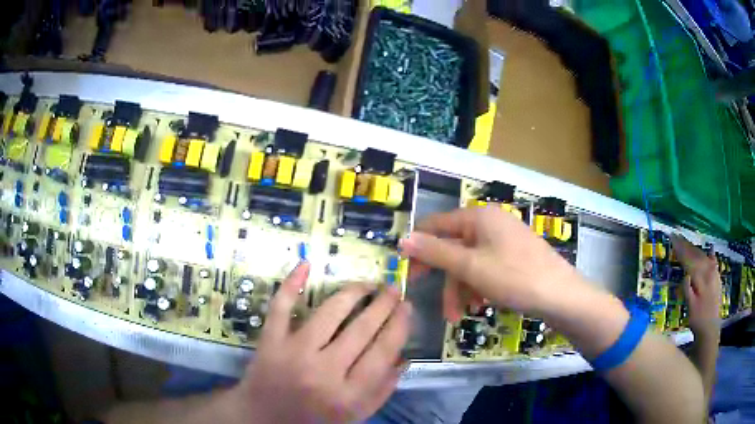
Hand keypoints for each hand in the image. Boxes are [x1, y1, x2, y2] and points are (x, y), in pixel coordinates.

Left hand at [234, 262, 411, 423]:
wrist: (263, 420)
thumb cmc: (314, 421)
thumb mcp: (355, 415)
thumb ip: (382, 390)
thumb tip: (404, 355)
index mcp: (348, 395)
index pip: (383, 351)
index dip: (399, 324)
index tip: (407, 306)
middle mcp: (322, 372)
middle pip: (361, 329)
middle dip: (383, 304)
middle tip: (392, 288)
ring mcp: (293, 353)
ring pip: (329, 312)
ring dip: (352, 292)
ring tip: (367, 284)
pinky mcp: (269, 342)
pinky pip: (280, 307)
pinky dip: (291, 284)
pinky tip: (306, 264)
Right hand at [400, 207, 583, 320]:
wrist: (560, 295)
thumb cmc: (514, 277)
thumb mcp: (470, 267)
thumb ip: (435, 252)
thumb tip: (403, 238)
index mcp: (479, 217)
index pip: (437, 224)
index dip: (420, 247)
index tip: (408, 272)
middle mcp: (490, 223)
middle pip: (455, 248)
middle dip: (447, 280)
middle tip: (440, 307)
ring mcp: (504, 240)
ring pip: (470, 263)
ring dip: (462, 289)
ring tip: (462, 314)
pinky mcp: (514, 256)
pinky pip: (486, 268)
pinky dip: (479, 286)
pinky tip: (481, 304)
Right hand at [670, 235, 721, 337]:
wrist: (710, 329)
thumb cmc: (698, 320)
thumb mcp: (690, 308)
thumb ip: (688, 291)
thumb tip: (685, 275)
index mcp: (701, 278)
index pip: (689, 260)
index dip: (681, 249)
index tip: (672, 238)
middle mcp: (709, 271)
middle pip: (696, 255)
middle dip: (686, 245)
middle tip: (676, 235)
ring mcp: (714, 273)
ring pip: (703, 256)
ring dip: (694, 248)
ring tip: (686, 241)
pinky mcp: (716, 277)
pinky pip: (712, 261)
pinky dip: (709, 254)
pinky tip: (710, 249)